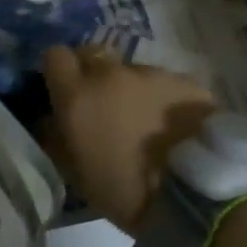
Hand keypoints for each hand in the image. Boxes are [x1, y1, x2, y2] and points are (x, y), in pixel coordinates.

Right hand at [41, 45, 215, 232]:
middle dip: (92, 73)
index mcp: (78, 96)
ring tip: (145, 121)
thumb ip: (59, 139)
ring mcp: (151, 73)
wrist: (195, 193)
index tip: (64, 90)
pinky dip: (162, 97)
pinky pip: (163, 82)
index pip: (55, 56)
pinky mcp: (183, 79)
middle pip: (92, 54)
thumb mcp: (78, 175)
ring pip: (130, 70)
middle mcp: (111, 74)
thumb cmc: (126, 192)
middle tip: (101, 104)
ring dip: (130, 88)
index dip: (59, 71)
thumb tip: (51, 121)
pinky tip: (173, 125)